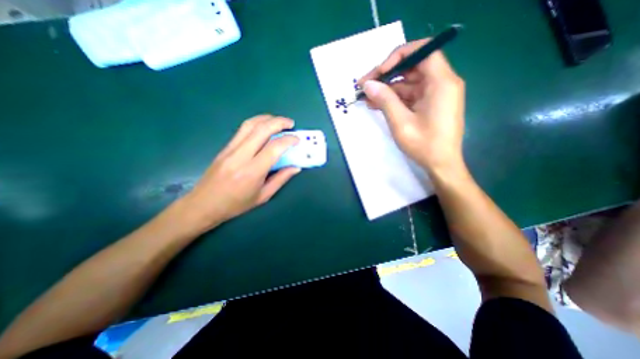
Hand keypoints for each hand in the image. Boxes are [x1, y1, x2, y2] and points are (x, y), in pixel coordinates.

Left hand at [173, 113, 300, 234]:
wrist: (203, 204)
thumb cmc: (236, 204)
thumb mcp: (263, 196)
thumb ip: (281, 179)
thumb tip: (296, 167)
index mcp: (252, 172)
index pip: (274, 147)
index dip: (288, 140)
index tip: (297, 140)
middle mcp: (241, 156)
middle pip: (261, 129)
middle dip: (279, 122)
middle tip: (291, 124)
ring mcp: (230, 149)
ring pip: (250, 125)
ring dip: (267, 118)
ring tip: (279, 121)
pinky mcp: (225, 147)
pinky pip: (242, 130)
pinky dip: (256, 123)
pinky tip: (264, 127)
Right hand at [359, 39, 465, 173]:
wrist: (441, 165)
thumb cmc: (424, 145)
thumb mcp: (401, 122)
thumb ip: (385, 100)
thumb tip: (368, 84)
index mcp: (441, 82)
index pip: (422, 51)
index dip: (398, 57)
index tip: (378, 73)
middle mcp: (441, 83)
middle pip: (412, 67)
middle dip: (387, 75)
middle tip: (365, 86)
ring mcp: (435, 94)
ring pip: (408, 83)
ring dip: (387, 89)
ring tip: (366, 98)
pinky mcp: (429, 104)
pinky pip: (409, 95)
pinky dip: (394, 99)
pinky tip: (377, 104)